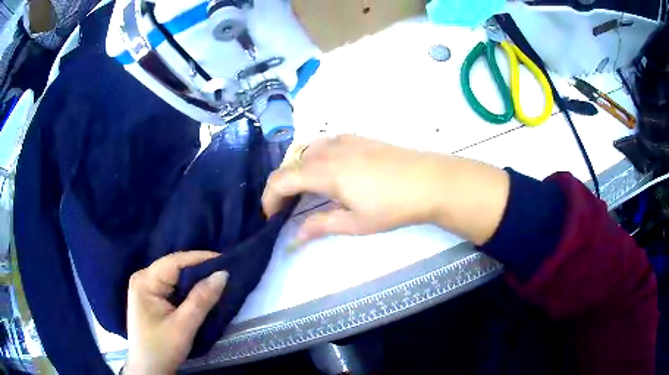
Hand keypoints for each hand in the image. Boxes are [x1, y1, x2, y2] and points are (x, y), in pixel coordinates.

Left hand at [125, 251, 227, 374]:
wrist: (149, 369)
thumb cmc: (162, 349)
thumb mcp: (183, 326)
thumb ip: (201, 299)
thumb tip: (223, 274)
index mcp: (145, 281)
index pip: (175, 262)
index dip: (200, 258)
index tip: (226, 260)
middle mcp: (143, 278)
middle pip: (174, 267)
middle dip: (198, 269)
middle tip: (225, 271)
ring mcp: (146, 288)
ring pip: (174, 277)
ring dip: (194, 279)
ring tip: (217, 279)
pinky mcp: (151, 298)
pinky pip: (172, 286)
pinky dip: (188, 289)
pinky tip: (201, 291)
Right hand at [262, 135, 509, 244]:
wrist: (429, 180)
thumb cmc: (392, 205)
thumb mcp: (355, 222)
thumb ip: (320, 225)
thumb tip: (294, 236)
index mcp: (324, 171)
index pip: (282, 179)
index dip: (270, 197)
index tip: (271, 216)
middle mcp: (329, 150)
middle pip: (291, 163)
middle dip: (282, 185)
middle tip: (287, 208)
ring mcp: (345, 140)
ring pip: (307, 150)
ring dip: (298, 170)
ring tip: (306, 191)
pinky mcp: (358, 138)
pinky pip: (325, 144)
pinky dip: (315, 158)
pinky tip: (328, 172)